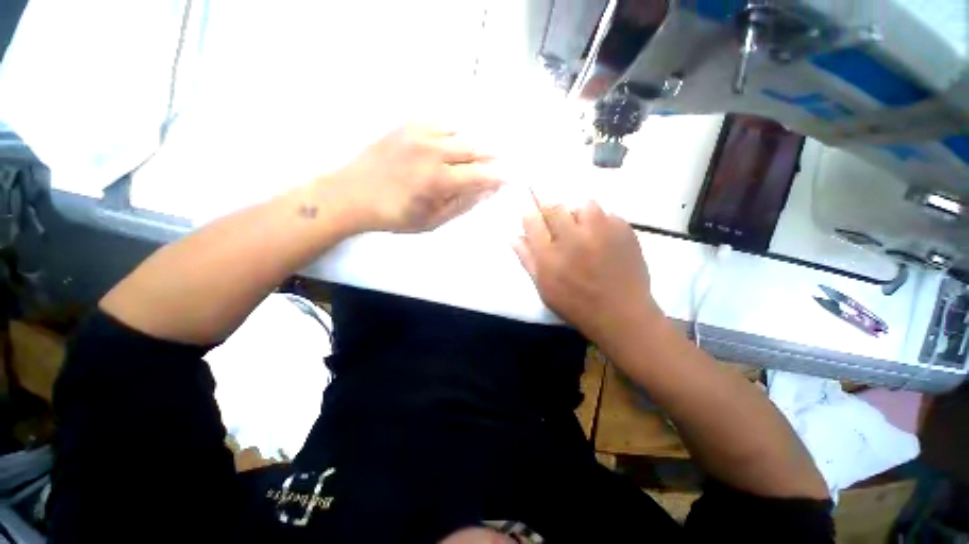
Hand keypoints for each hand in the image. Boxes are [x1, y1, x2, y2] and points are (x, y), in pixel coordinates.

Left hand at [325, 123, 501, 233]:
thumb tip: (486, 192)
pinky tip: (453, 142)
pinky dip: (453, 132)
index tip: (509, 178)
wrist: (352, 194)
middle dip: (491, 157)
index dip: (498, 176)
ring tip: (477, 155)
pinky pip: (440, 122)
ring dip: (473, 144)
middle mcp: (433, 151)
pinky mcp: (407, 125)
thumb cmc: (395, 215)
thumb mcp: (432, 221)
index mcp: (439, 180)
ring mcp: (419, 133)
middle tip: (498, 163)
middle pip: (474, 149)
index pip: (480, 175)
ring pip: (460, 132)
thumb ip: (461, 205)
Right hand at [513, 197, 661, 345]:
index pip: (532, 221)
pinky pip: (608, 214)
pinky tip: (604, 240)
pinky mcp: (624, 231)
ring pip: (584, 205)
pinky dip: (602, 223)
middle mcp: (573, 239)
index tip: (530, 209)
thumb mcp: (544, 288)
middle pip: (555, 207)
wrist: (621, 315)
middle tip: (557, 222)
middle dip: (550, 210)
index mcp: (550, 257)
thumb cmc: (576, 304)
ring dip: (578, 214)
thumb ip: (527, 260)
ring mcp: (601, 233)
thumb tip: (514, 237)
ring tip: (583, 231)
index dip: (529, 211)